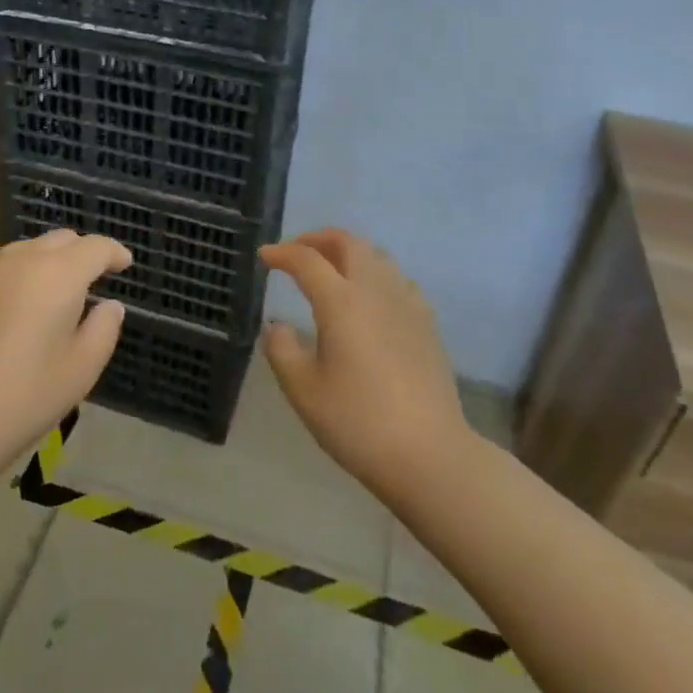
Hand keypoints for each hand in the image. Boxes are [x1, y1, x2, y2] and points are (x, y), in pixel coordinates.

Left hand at [0, 228, 130, 464]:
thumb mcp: (82, 369)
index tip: (123, 264)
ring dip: (44, 263)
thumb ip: (104, 328)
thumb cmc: (26, 396)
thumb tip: (108, 305)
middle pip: (59, 240)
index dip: (114, 253)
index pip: (95, 247)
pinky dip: (11, 278)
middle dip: (80, 253)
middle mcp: (20, 260)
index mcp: (59, 275)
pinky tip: (6, 311)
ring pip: (24, 251)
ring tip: (47, 294)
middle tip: (89, 280)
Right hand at [261, 229, 471, 496]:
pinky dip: (374, 273)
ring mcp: (406, 303)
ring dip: (348, 253)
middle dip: (318, 239)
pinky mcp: (427, 322)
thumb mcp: (303, 390)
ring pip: (376, 256)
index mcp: (341, 301)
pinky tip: (369, 298)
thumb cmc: (357, 422)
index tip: (264, 257)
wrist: (428, 453)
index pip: (306, 260)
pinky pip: (396, 279)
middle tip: (297, 252)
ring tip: (330, 269)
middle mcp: (375, 290)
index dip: (282, 253)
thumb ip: (281, 350)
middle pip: (348, 243)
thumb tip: (277, 325)